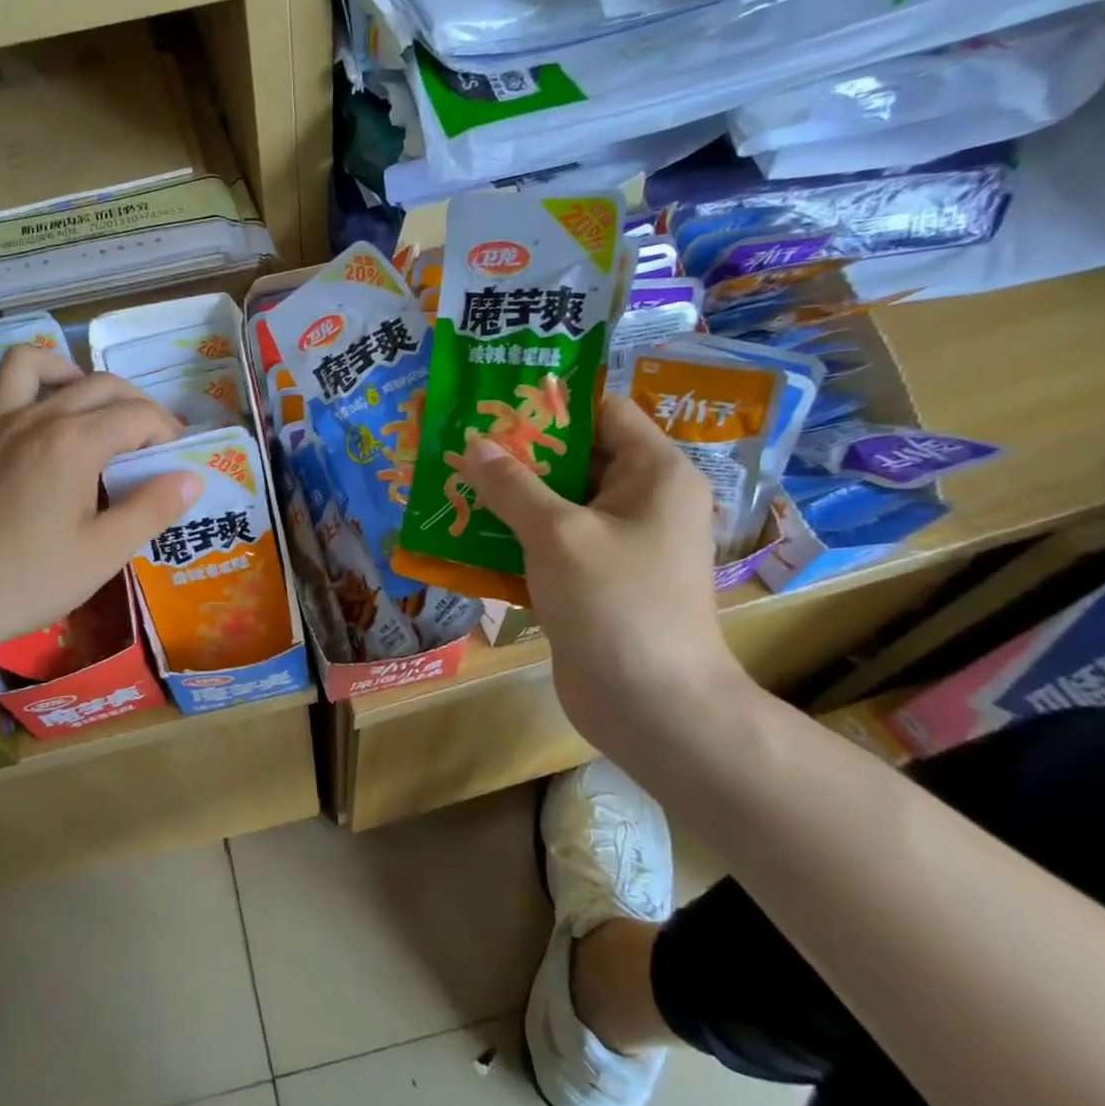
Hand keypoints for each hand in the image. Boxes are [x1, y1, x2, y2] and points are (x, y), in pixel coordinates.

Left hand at [0, 346, 198, 664]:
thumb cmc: (29, 580)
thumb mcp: (104, 553)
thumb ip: (152, 509)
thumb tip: (191, 477)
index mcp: (75, 442)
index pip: (137, 415)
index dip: (167, 430)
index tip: (179, 458)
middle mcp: (34, 418)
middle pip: (96, 384)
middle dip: (135, 402)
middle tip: (150, 439)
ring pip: (26, 364)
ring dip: (64, 371)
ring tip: (84, 400)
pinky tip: (12, 411)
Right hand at [458, 394, 753, 749]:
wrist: (652, 706)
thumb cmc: (616, 603)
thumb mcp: (558, 534)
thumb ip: (511, 485)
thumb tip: (472, 444)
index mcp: (654, 473)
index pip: (602, 411)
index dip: (549, 401)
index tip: (493, 399)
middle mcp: (641, 500)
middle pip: (574, 457)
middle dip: (516, 452)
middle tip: (458, 441)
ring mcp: (618, 544)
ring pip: (556, 504)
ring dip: (507, 498)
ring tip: (450, 483)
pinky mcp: (595, 580)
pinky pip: (551, 544)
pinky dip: (513, 538)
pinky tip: (465, 535)